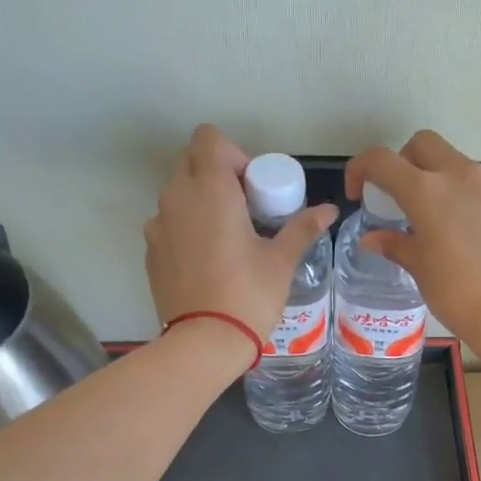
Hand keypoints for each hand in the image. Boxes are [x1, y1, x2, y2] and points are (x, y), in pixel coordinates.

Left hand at [145, 125, 336, 343]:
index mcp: (210, 190)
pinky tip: (206, 262)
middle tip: (244, 210)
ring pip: (177, 193)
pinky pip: (168, 224)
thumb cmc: (249, 295)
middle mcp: (177, 197)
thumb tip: (329, 210)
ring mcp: (158, 224)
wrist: (204, 342)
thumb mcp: (281, 261)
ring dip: (200, 202)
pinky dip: (185, 229)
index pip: (209, 138)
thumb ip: (302, 228)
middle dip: (217, 175)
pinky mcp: (150, 251)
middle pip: (191, 161)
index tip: (252, 188)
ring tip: (226, 238)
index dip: (233, 154)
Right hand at [345, 130, 480, 346]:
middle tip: (395, 196)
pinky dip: (455, 196)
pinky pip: (472, 187)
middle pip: (422, 144)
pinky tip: (454, 234)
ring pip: (451, 162)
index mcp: (426, 190)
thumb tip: (373, 239)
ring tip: (424, 218)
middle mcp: (458, 177)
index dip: (361, 170)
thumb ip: (395, 245)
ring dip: (431, 177)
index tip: (358, 195)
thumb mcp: (419, 268)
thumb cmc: (457, 292)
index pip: (382, 160)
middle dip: (401, 161)